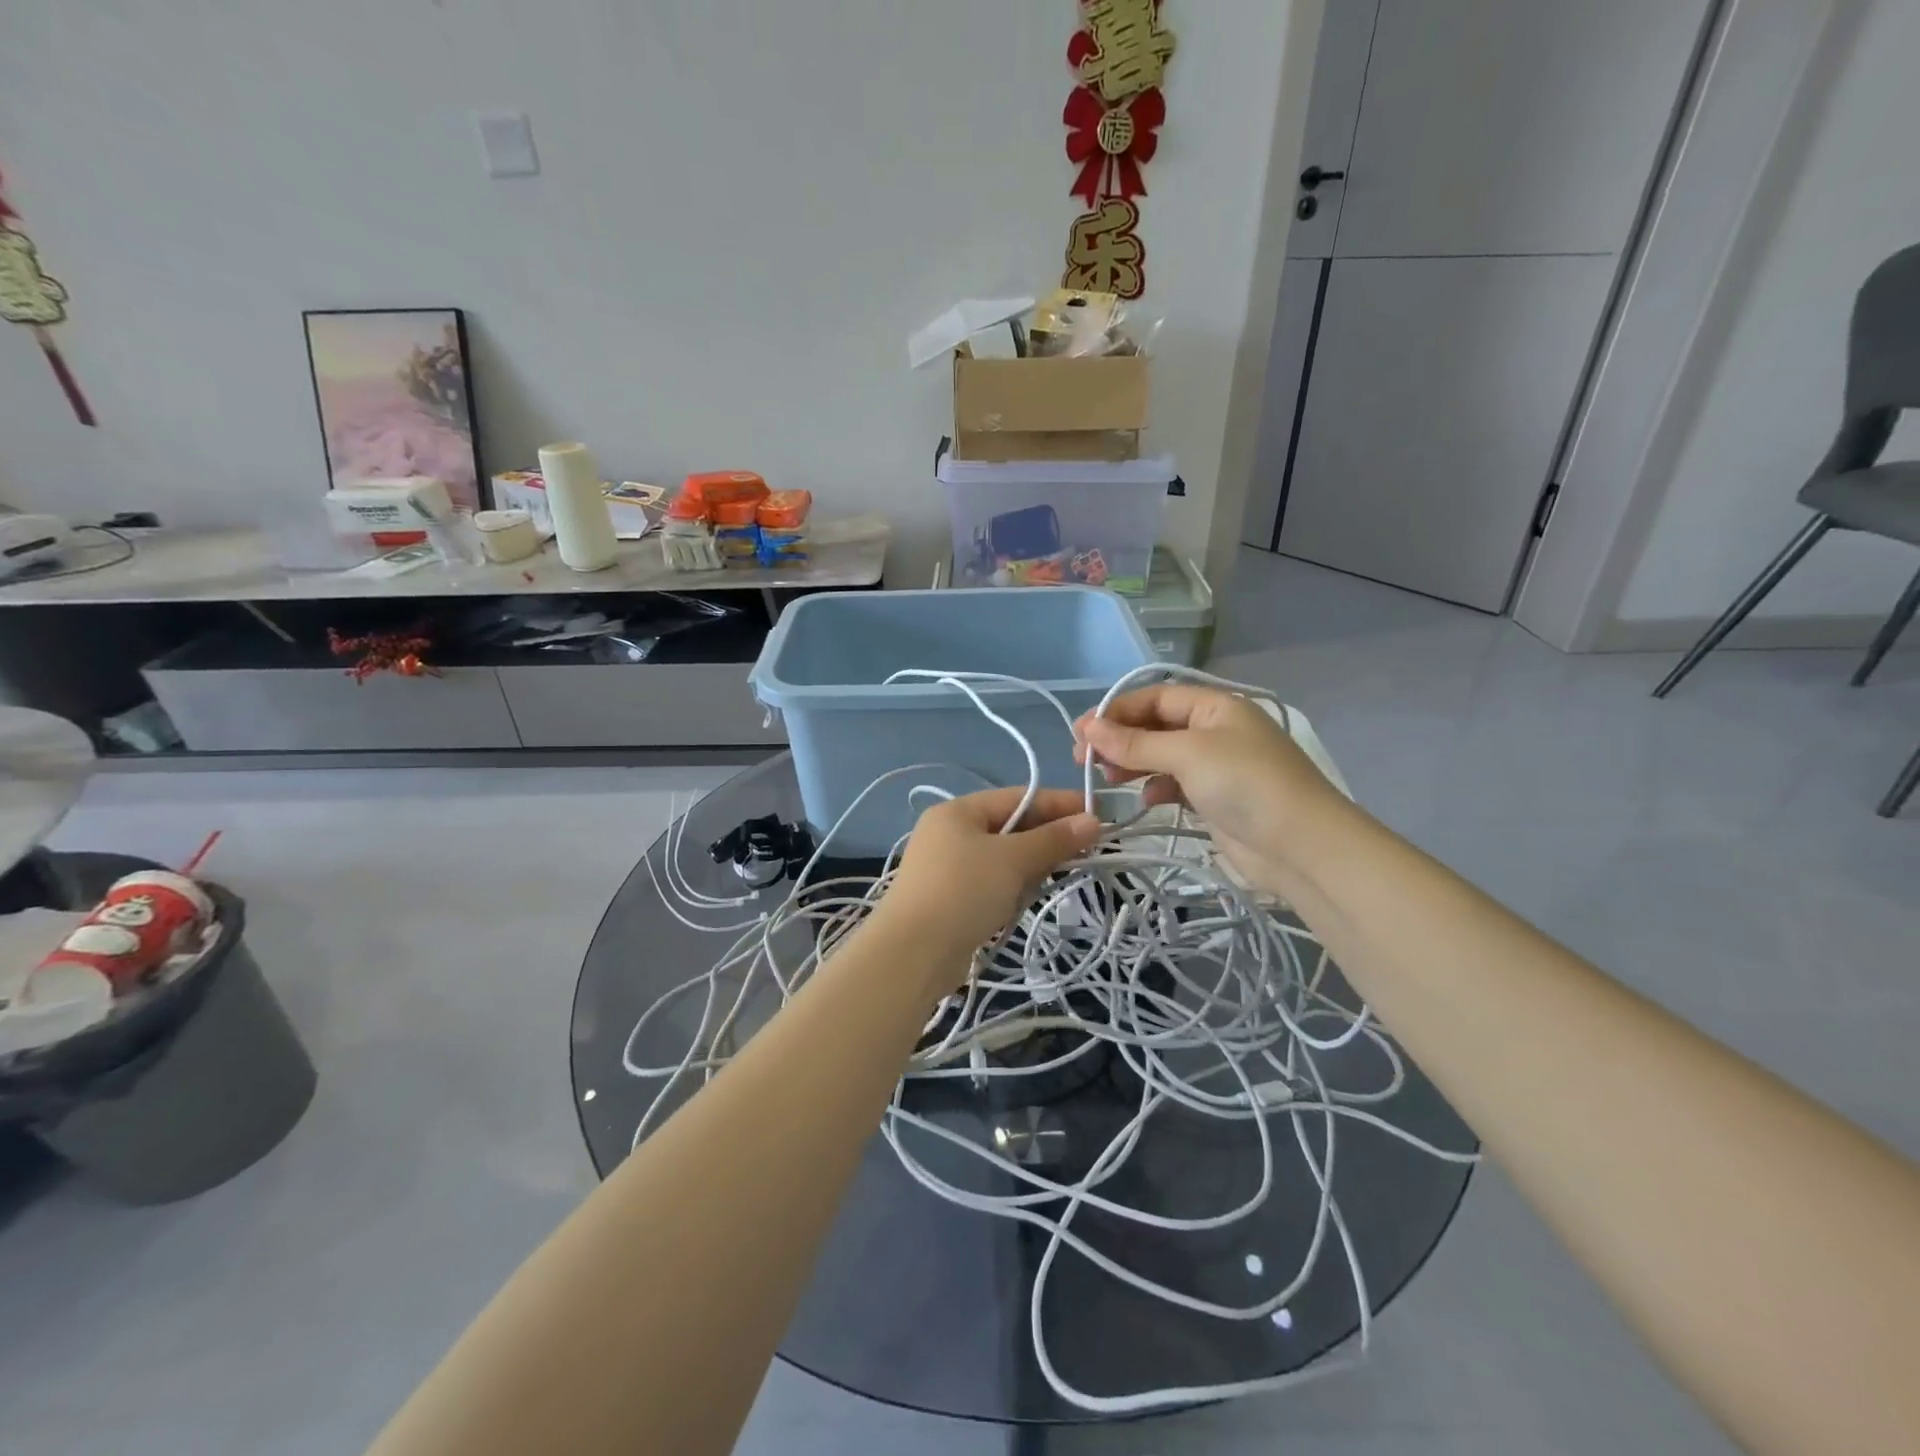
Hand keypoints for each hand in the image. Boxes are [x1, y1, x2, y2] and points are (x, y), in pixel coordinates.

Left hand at [876, 787, 1100, 991]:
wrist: (913, 953)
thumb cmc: (964, 891)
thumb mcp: (1013, 859)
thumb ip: (1053, 839)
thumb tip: (1093, 821)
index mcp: (959, 811)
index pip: (1018, 797)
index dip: (1060, 804)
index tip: (1099, 814)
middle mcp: (949, 833)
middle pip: (1011, 827)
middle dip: (1047, 838)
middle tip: (1088, 849)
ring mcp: (947, 868)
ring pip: (1003, 858)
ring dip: (1031, 866)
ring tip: (1058, 875)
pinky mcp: (950, 899)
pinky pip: (992, 883)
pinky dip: (1012, 887)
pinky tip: (1026, 900)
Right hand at [1073, 685, 1343, 894]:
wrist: (1301, 846)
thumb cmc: (1245, 784)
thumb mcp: (1187, 754)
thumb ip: (1135, 742)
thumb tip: (1088, 728)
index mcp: (1215, 707)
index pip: (1154, 697)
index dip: (1116, 712)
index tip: (1081, 733)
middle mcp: (1215, 730)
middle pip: (1155, 726)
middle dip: (1119, 739)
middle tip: (1084, 760)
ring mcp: (1216, 766)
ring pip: (1161, 756)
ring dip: (1132, 764)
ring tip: (1108, 780)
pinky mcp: (1215, 799)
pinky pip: (1174, 784)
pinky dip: (1155, 789)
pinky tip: (1145, 801)